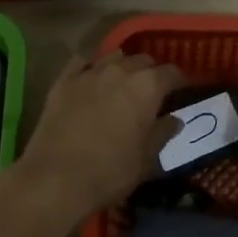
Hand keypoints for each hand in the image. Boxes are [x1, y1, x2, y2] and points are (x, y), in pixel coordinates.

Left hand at [19, 50, 185, 220]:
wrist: (55, 179)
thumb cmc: (110, 171)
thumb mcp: (146, 159)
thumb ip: (163, 134)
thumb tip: (174, 120)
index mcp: (148, 87)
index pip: (172, 73)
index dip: (179, 81)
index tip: (182, 91)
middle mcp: (121, 70)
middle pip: (143, 60)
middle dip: (151, 73)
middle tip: (151, 92)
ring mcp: (90, 72)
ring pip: (114, 57)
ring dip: (122, 67)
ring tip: (121, 83)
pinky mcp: (64, 80)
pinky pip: (81, 62)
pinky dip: (90, 66)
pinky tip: (90, 77)